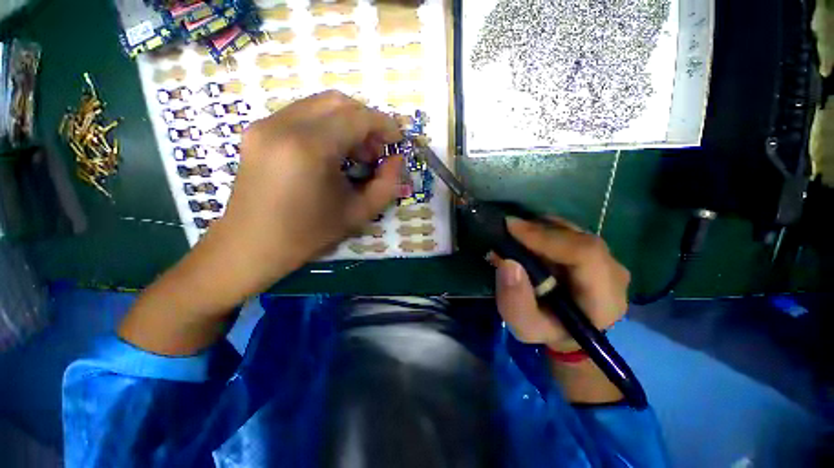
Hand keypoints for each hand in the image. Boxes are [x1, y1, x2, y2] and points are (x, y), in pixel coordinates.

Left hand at [206, 91, 403, 293]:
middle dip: (366, 121)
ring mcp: (266, 124)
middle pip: (339, 102)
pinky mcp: (258, 130)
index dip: (384, 125)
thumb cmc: (308, 234)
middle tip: (375, 151)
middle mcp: (283, 125)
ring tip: (355, 154)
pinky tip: (331, 152)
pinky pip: (303, 113)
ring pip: (320, 104)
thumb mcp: (359, 213)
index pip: (357, 118)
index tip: (397, 141)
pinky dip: (327, 125)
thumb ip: (387, 184)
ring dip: (347, 122)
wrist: (252, 245)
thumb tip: (396, 159)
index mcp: (309, 148)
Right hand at [493, 217, 629, 351]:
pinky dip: (543, 229)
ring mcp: (607, 258)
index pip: (585, 254)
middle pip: (577, 238)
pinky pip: (568, 230)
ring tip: (514, 235)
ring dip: (539, 228)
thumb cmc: (546, 330)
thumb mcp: (524, 325)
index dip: (547, 237)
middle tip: (506, 229)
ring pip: (573, 230)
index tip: (511, 228)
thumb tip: (508, 263)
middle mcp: (613, 272)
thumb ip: (515, 300)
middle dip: (537, 230)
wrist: (566, 330)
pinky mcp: (595, 250)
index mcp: (604, 298)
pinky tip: (527, 238)